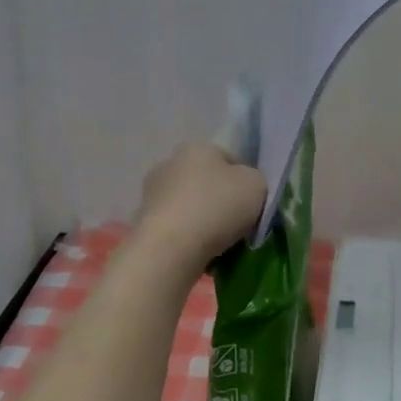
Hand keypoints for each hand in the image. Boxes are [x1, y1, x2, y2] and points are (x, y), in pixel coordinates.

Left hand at [133, 143, 267, 264]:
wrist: (169, 250)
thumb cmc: (217, 208)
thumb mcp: (257, 185)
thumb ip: (256, 180)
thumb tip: (246, 187)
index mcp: (197, 147)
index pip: (229, 159)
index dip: (245, 181)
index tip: (254, 204)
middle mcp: (170, 163)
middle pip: (207, 181)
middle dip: (221, 199)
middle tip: (238, 224)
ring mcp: (151, 193)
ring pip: (190, 205)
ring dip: (203, 219)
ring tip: (219, 244)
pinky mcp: (142, 222)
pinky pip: (176, 227)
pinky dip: (187, 237)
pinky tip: (199, 252)